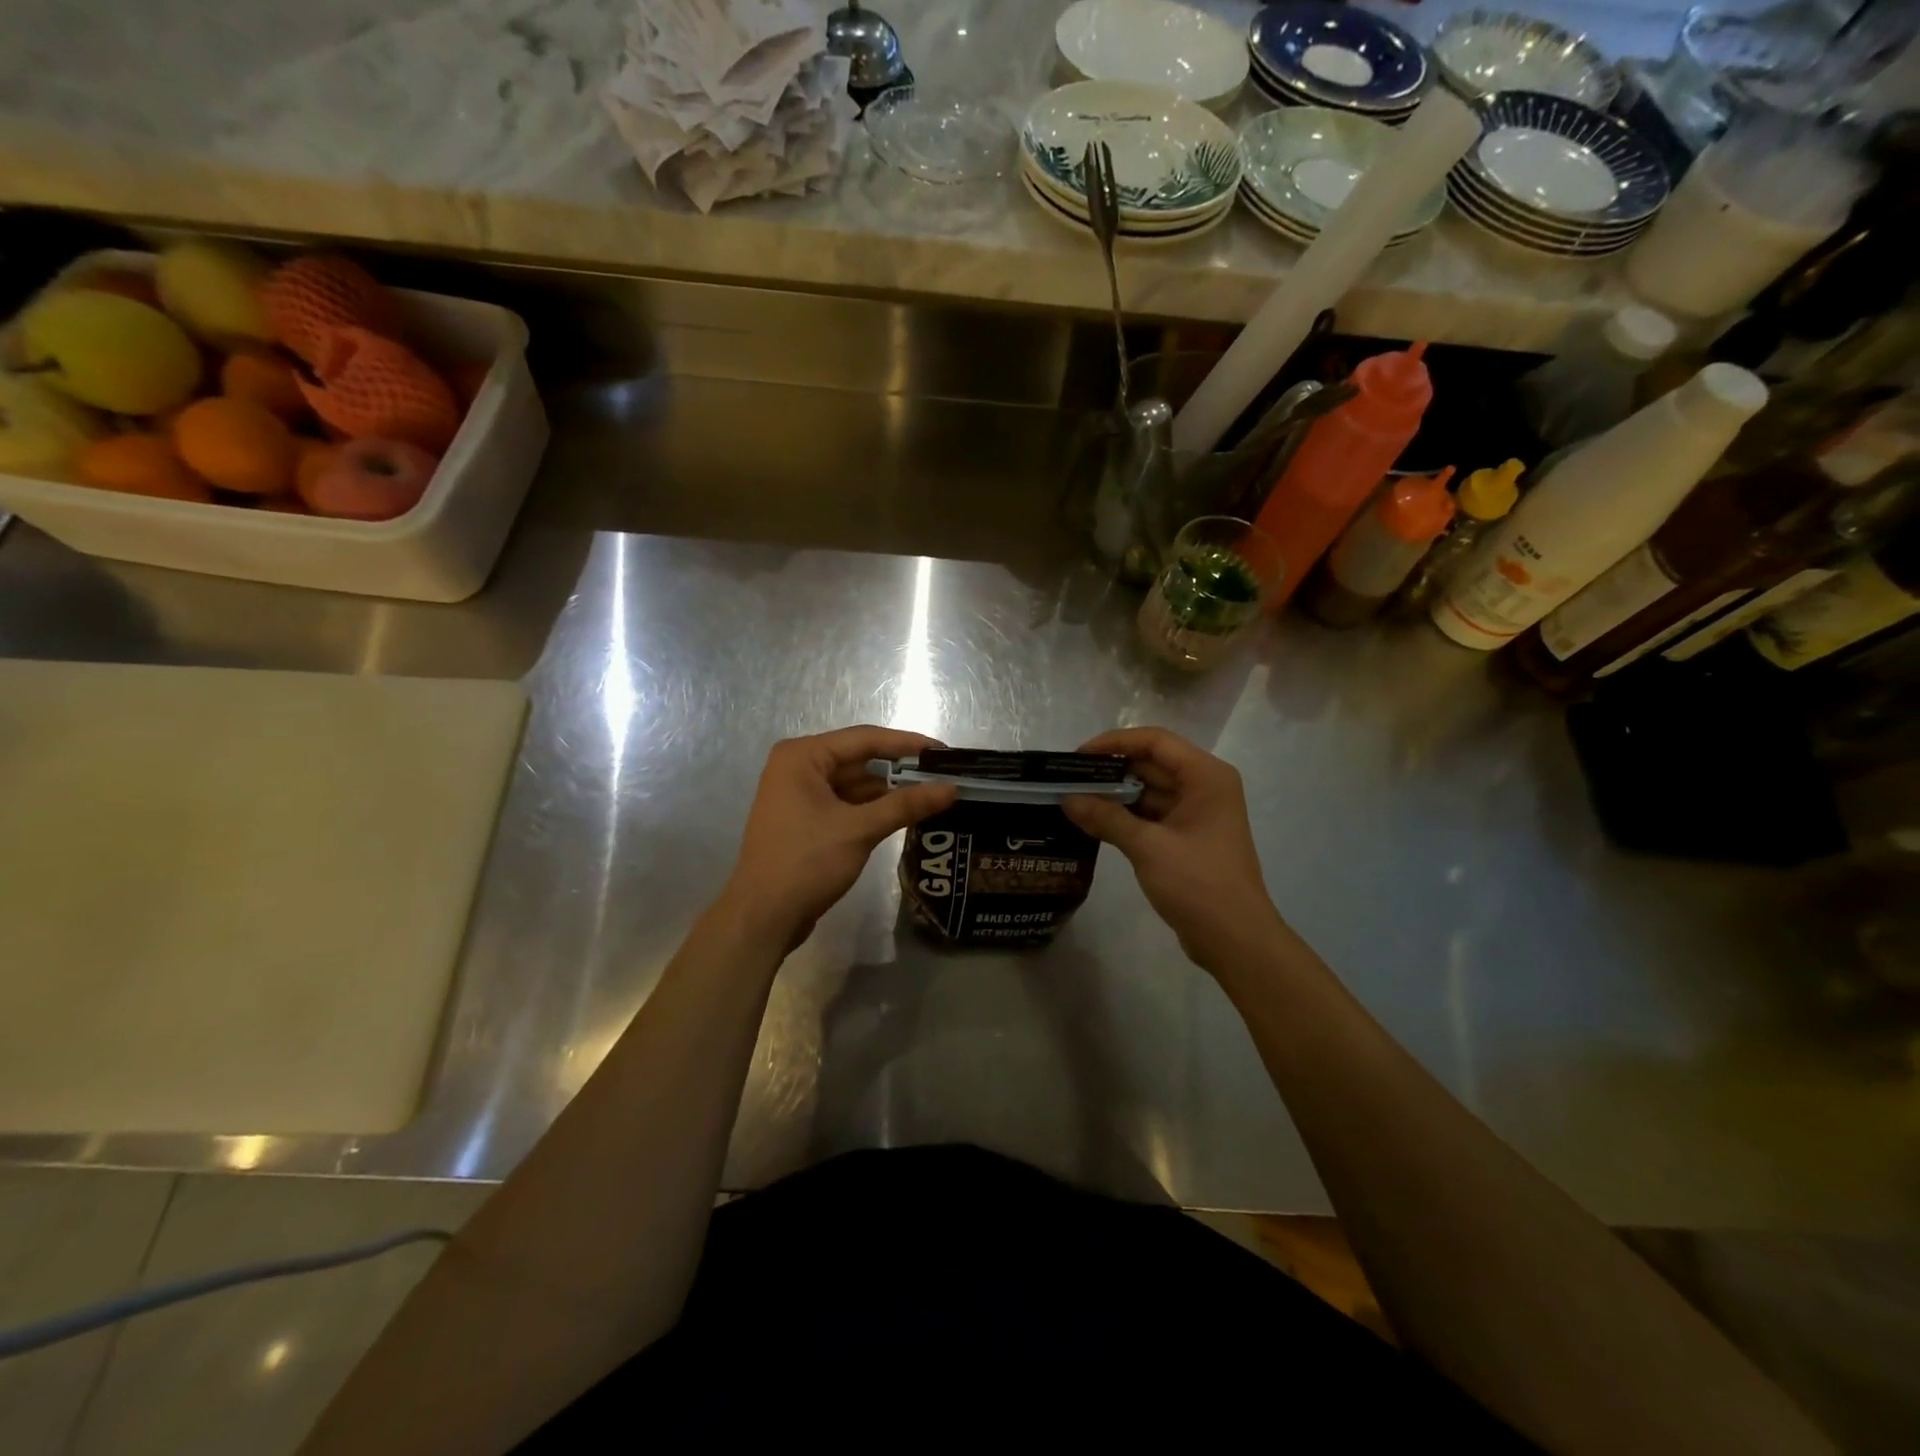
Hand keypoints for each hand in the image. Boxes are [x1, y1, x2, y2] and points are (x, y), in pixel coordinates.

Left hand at [720, 726, 958, 951]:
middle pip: (859, 759)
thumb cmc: (806, 862)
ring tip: (931, 795)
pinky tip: (903, 815)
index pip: (865, 739)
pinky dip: (872, 808)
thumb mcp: (860, 830)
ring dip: (888, 791)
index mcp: (802, 756)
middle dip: (899, 769)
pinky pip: (845, 803)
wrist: (763, 916)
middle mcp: (797, 767)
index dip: (907, 744)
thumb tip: (951, 788)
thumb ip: (906, 805)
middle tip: (942, 775)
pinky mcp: (804, 819)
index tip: (943, 752)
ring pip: (854, 784)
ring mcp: (798, 794)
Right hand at [1063, 727, 1285, 971]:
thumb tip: (1067, 799)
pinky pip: (1151, 814)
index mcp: (1205, 777)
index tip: (1078, 756)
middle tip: (1067, 779)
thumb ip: (1106, 818)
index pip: (1156, 741)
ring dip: (1114, 795)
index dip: (1115, 742)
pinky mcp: (1186, 837)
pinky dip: (1124, 816)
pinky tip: (1092, 822)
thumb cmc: (1198, 884)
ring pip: (1149, 790)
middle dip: (1110, 770)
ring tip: (1073, 798)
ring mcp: (1196, 813)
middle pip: (1151, 764)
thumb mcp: (1148, 847)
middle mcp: (1204, 787)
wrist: (1235, 940)